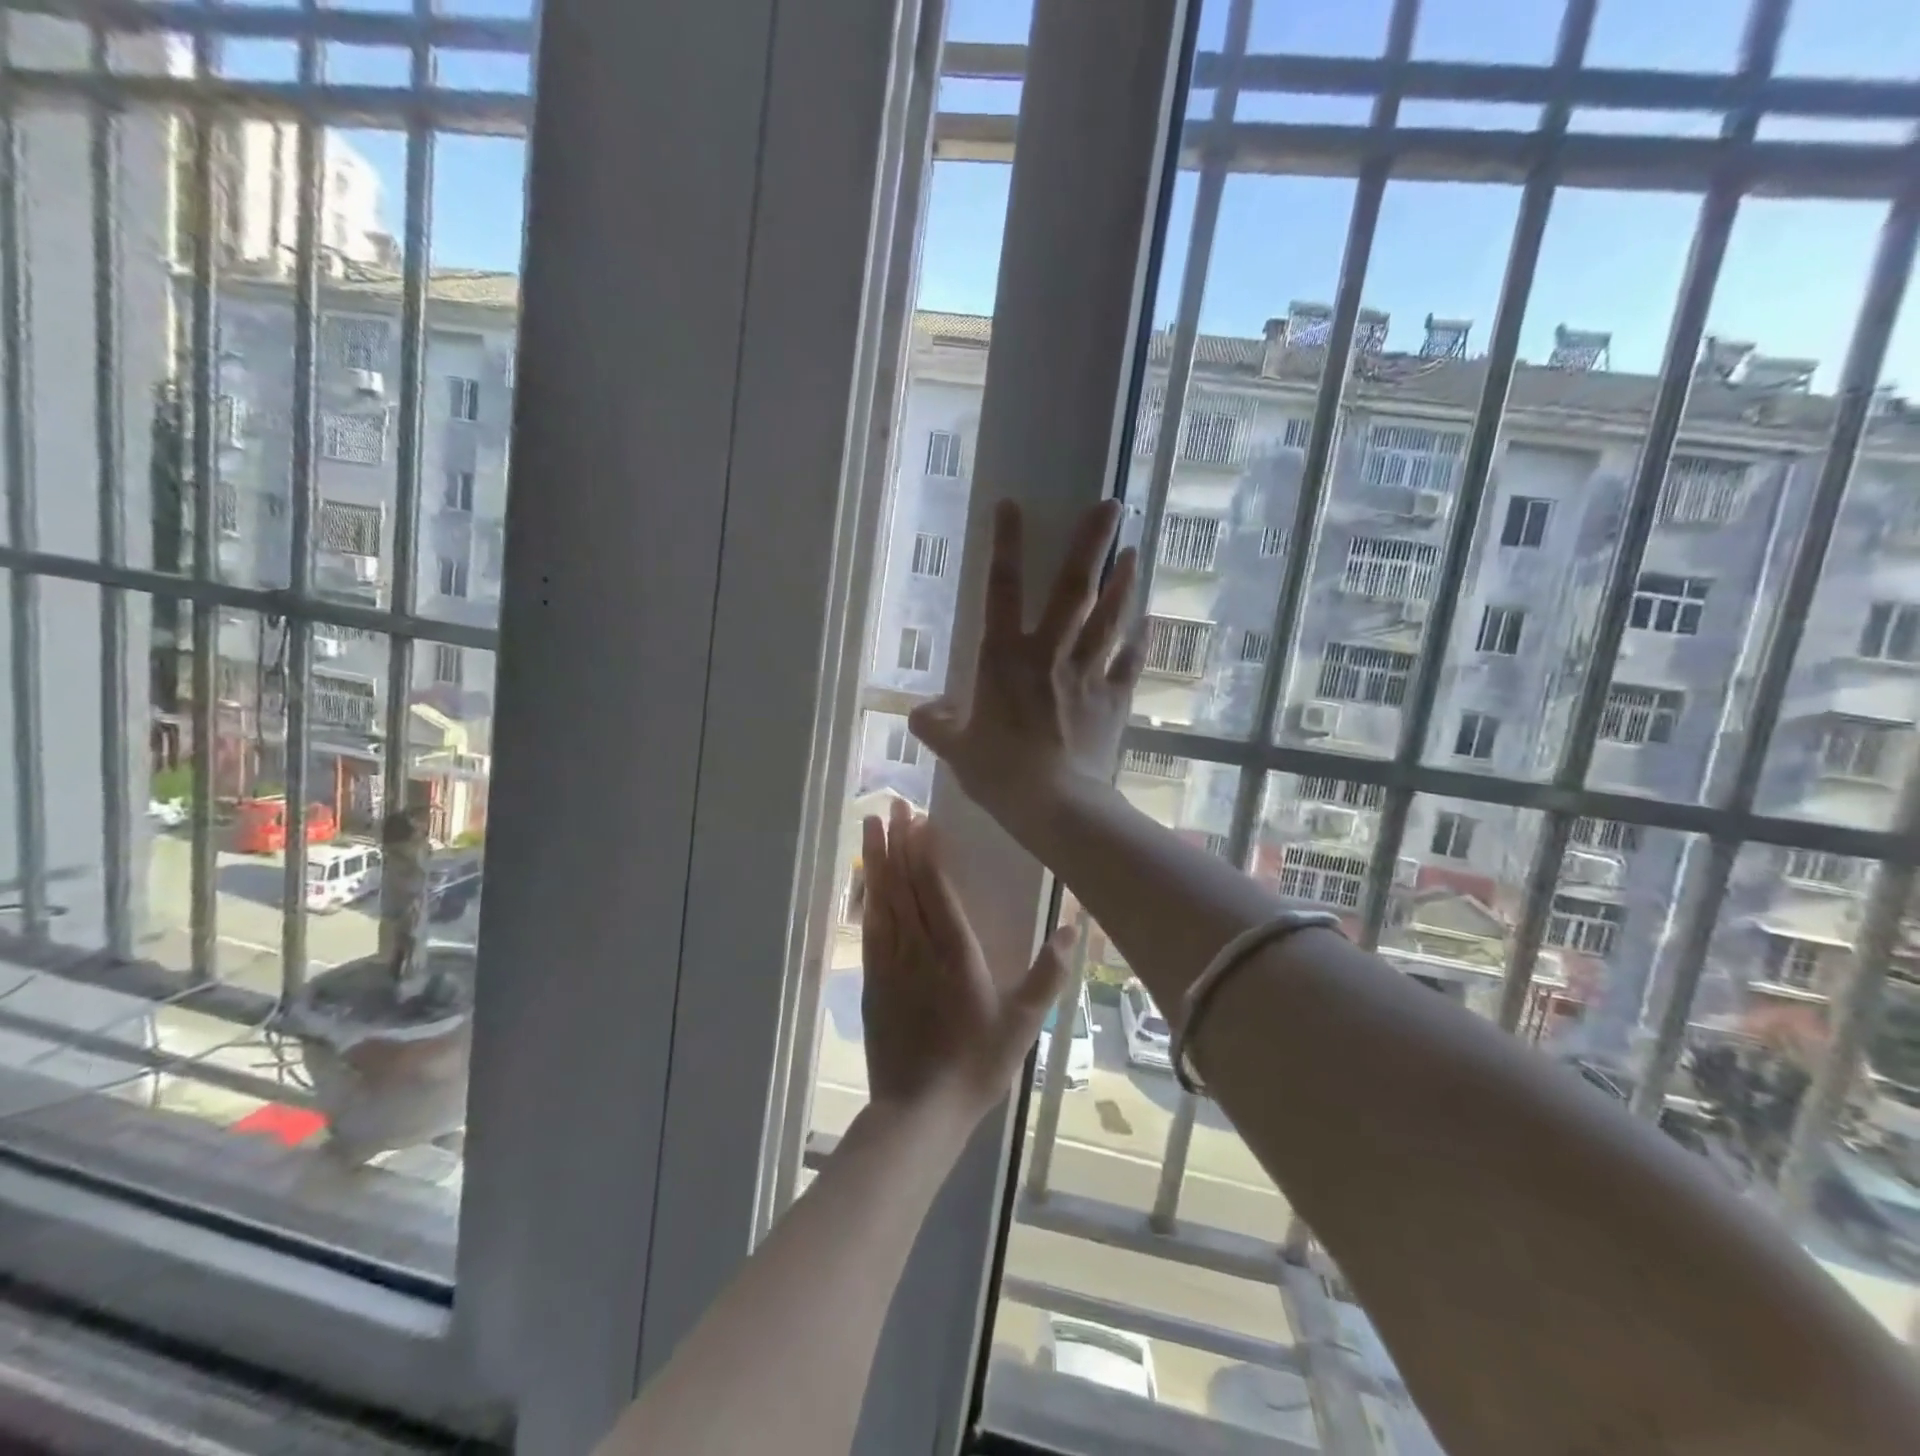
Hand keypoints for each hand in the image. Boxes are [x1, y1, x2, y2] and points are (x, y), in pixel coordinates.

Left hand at [860, 799, 1073, 1119]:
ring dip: (877, 860)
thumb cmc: (976, 1065)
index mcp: (956, 954)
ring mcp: (890, 963)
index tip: (919, 819)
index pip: (936, 890)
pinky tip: (865, 880)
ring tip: (870, 825)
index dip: (926, 852)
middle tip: (891, 805)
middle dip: (898, 843)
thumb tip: (1073, 926)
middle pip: (905, 885)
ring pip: (882, 900)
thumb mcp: (1023, 1024)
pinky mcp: (872, 979)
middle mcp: (919, 949)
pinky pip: (869, 927)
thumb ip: (1048, 974)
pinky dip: (867, 897)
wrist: (919, 1112)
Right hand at [909, 499, 1141, 834]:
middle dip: (1091, 544)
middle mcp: (1049, 653)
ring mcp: (1087, 674)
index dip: (1004, 545)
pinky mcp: (1114, 699)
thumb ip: (933, 725)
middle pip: (1072, 589)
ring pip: (1109, 617)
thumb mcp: (954, 750)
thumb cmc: (998, 773)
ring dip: (1123, 583)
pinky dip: (1141, 641)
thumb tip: (920, 712)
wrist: (1055, 805)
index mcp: (1003, 659)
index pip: (1001, 590)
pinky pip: (1130, 662)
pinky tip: (1150, 622)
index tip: (1012, 504)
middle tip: (1112, 505)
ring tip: (1134, 552)